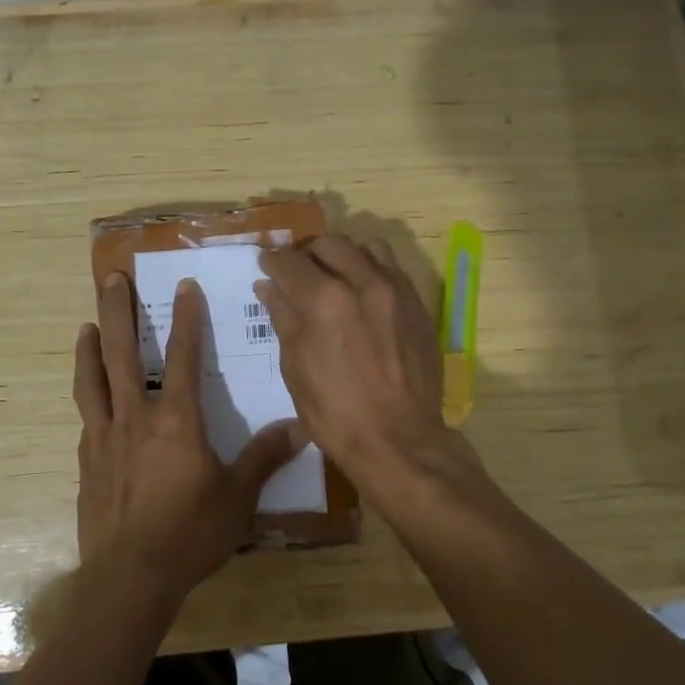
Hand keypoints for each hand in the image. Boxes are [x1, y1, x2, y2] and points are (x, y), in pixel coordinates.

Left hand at [73, 273, 305, 605]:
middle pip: (122, 353)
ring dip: (89, 348)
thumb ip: (264, 457)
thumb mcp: (237, 497)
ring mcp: (104, 438)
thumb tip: (301, 426)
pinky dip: (88, 399)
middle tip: (111, 278)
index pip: (182, 356)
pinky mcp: (87, 463)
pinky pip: (86, 419)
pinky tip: (91, 402)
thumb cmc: (189, 534)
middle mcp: (135, 417)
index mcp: (175, 420)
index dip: (186, 318)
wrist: (129, 578)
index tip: (184, 285)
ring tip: (86, 325)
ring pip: (91, 380)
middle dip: (118, 311)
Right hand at [253, 237, 456, 487]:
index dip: (272, 261)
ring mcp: (396, 291)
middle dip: (307, 252)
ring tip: (333, 274)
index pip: (290, 262)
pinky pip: (392, 268)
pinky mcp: (417, 304)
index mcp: (325, 300)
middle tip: (297, 271)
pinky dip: (371, 268)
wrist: (399, 440)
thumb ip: (283, 318)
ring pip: (365, 247)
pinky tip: (363, 291)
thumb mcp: (296, 367)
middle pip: (328, 244)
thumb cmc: (335, 412)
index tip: (266, 265)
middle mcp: (362, 283)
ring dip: (343, 254)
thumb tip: (269, 286)